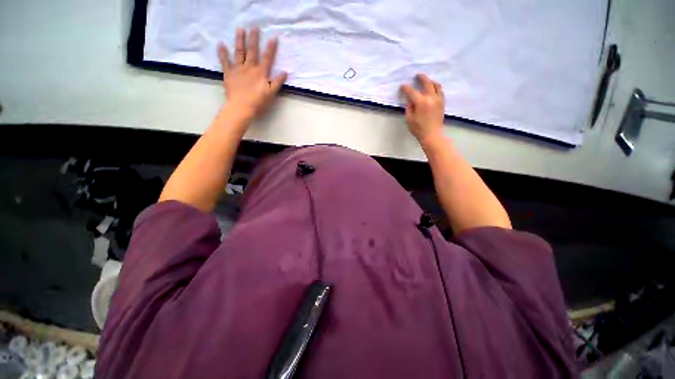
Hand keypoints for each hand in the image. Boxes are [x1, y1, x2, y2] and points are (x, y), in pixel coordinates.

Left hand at [218, 27, 286, 122]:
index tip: (273, 38)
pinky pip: (225, 61)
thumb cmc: (258, 101)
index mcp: (260, 73)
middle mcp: (249, 67)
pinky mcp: (229, 73)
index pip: (267, 58)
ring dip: (239, 40)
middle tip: (254, 27)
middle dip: (254, 39)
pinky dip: (222, 53)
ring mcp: (238, 69)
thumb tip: (284, 72)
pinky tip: (221, 44)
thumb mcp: (271, 93)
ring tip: (240, 30)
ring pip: (239, 52)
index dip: (270, 48)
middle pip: (252, 51)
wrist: (241, 107)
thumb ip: (277, 82)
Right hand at [400, 73, 444, 144]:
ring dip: (430, 81)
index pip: (412, 91)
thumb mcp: (409, 119)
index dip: (406, 88)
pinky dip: (436, 87)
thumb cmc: (418, 129)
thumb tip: (409, 99)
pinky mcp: (442, 102)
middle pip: (427, 83)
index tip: (402, 86)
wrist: (432, 135)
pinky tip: (433, 88)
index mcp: (421, 102)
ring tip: (426, 80)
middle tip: (417, 75)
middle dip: (421, 78)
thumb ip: (409, 107)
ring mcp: (438, 99)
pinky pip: (440, 91)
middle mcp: (431, 98)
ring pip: (436, 85)